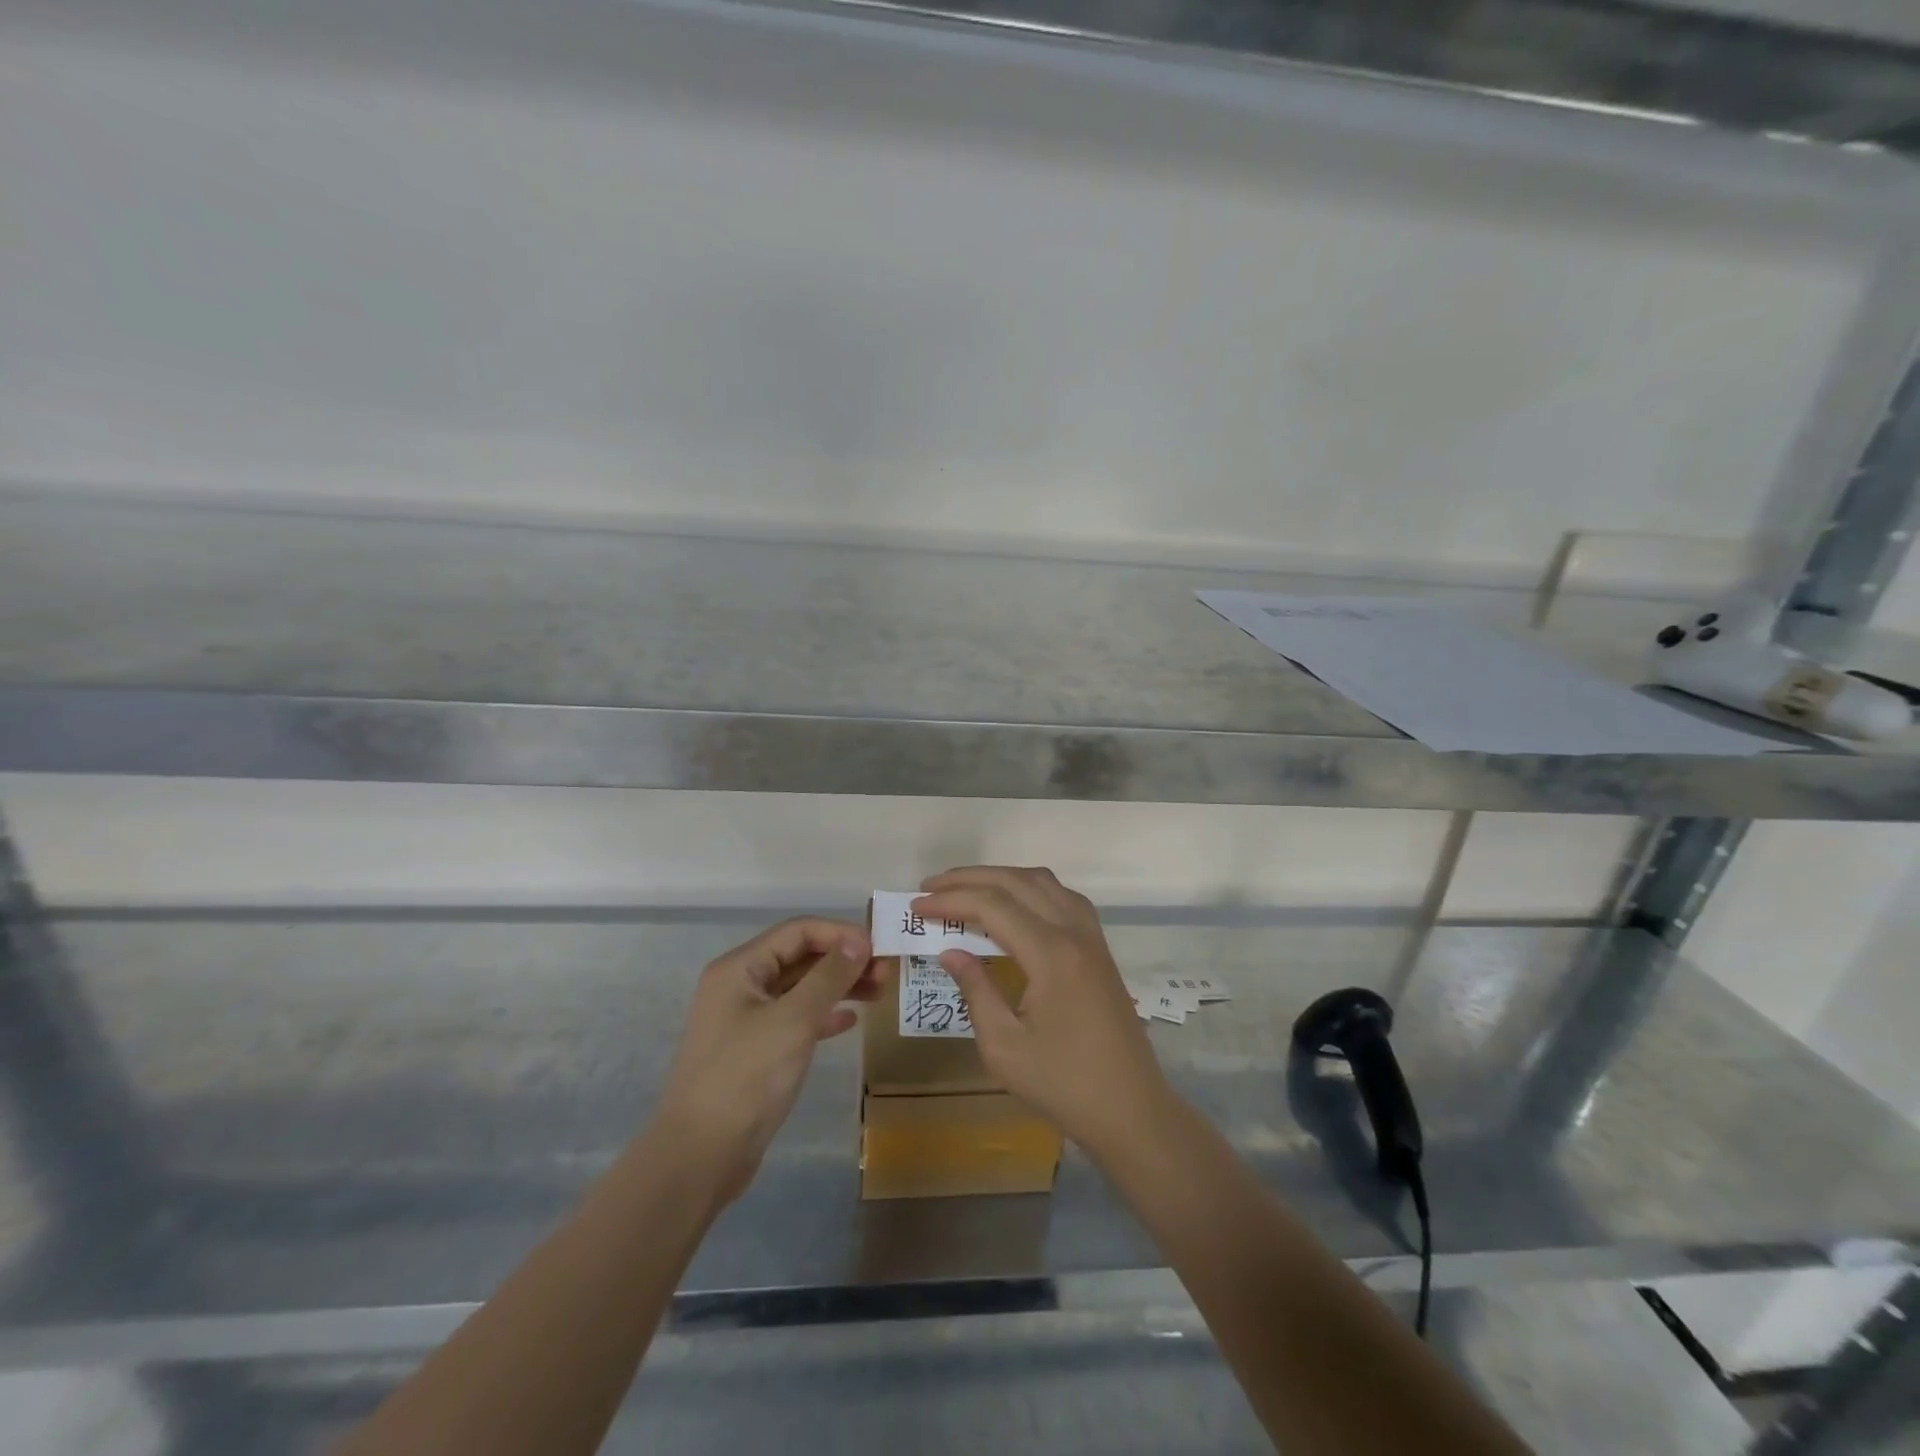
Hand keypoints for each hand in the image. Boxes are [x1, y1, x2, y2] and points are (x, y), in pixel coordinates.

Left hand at [654, 918, 879, 1204]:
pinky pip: (795, 1019)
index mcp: (740, 968)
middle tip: (886, 973)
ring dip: (839, 986)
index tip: (879, 948)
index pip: (798, 931)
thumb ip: (829, 976)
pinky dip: (823, 1015)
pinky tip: (849, 1022)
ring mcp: (745, 1019)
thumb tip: (859, 939)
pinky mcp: (754, 1051)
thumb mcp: (794, 1021)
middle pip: (800, 957)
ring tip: (879, 993)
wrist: (700, 1157)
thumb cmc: (746, 1078)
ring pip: (801, 988)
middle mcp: (740, 985)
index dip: (840, 934)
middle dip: (843, 960)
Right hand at [913, 867, 1173, 1156]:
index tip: (916, 906)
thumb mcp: (1004, 1047)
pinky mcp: (1099, 949)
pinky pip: (1063, 898)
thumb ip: (975, 990)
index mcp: (1051, 954)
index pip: (992, 906)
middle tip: (931, 887)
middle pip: (1017, 882)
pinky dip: (1031, 890)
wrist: (1131, 1109)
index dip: (950, 901)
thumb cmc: (1063, 1085)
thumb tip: (950, 951)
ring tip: (966, 890)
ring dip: (1002, 878)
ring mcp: (1092, 937)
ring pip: (1044, 883)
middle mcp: (1074, 932)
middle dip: (970, 879)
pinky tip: (1013, 906)